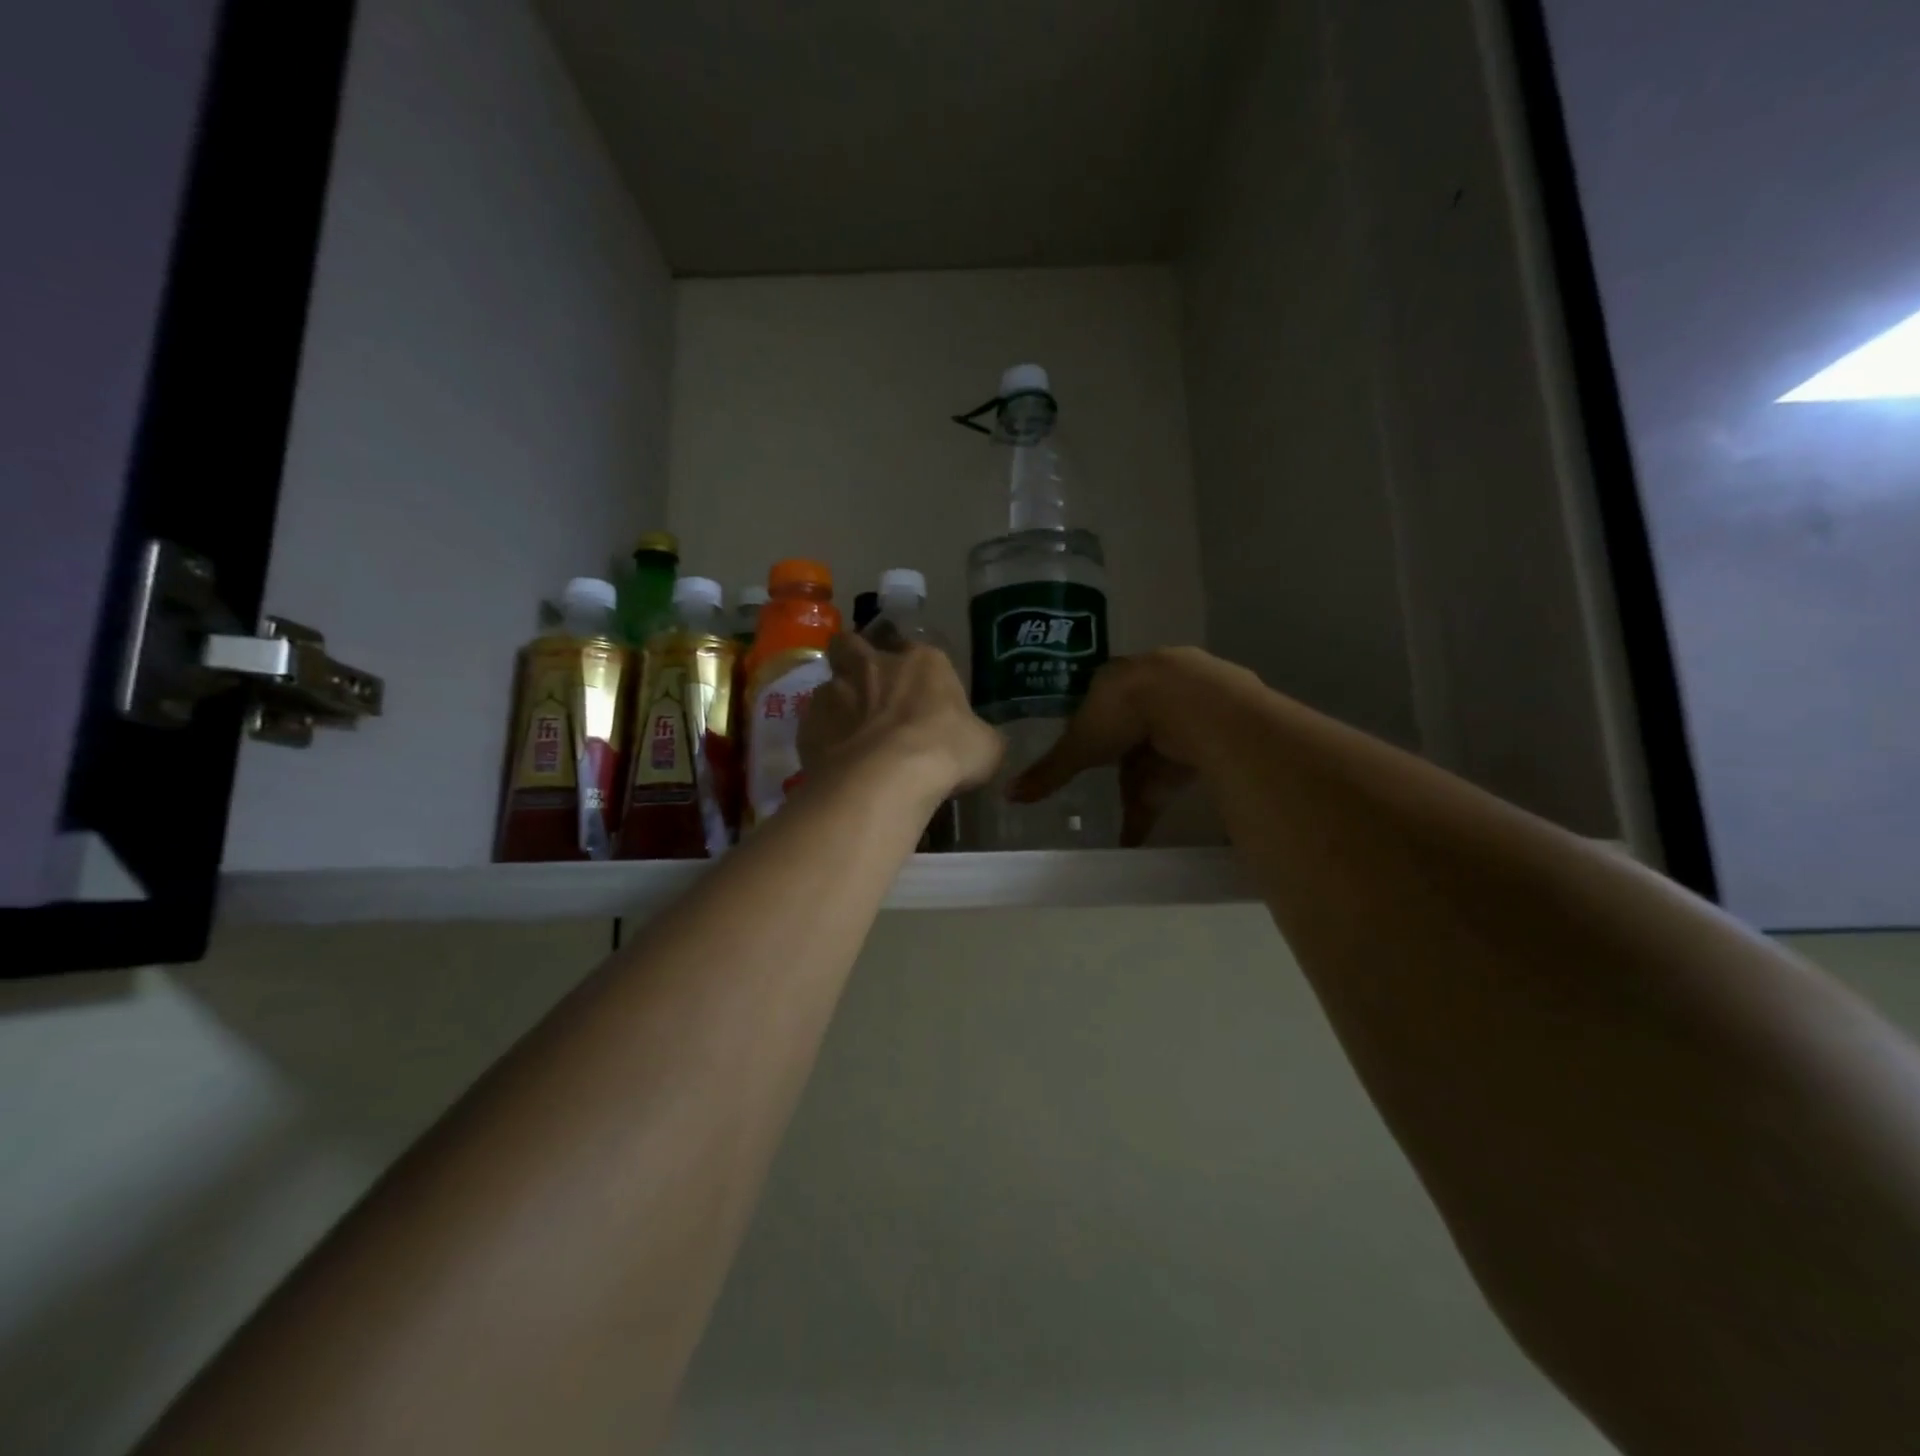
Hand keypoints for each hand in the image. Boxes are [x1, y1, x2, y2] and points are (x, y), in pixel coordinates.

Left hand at [799, 634, 1003, 806]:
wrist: (888, 777)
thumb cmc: (946, 752)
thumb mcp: (986, 746)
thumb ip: (979, 736)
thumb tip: (980, 742)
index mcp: (923, 662)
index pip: (915, 649)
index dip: (913, 668)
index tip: (916, 690)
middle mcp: (874, 666)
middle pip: (852, 645)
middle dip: (854, 658)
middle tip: (865, 688)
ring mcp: (835, 692)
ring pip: (828, 684)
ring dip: (836, 702)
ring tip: (847, 733)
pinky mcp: (808, 724)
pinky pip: (812, 723)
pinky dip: (821, 736)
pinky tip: (833, 759)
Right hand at [1008, 648, 1255, 845]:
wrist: (1194, 703)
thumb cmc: (1124, 714)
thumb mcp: (1080, 746)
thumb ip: (1049, 772)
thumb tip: (1007, 794)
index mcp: (1114, 679)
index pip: (1097, 705)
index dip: (1091, 732)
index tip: (1085, 757)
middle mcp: (1150, 683)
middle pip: (1130, 730)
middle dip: (1119, 767)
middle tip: (1106, 796)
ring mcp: (1187, 701)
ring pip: (1159, 750)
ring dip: (1143, 790)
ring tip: (1128, 831)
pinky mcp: (1215, 724)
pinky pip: (1186, 762)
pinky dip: (1168, 794)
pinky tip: (1154, 827)